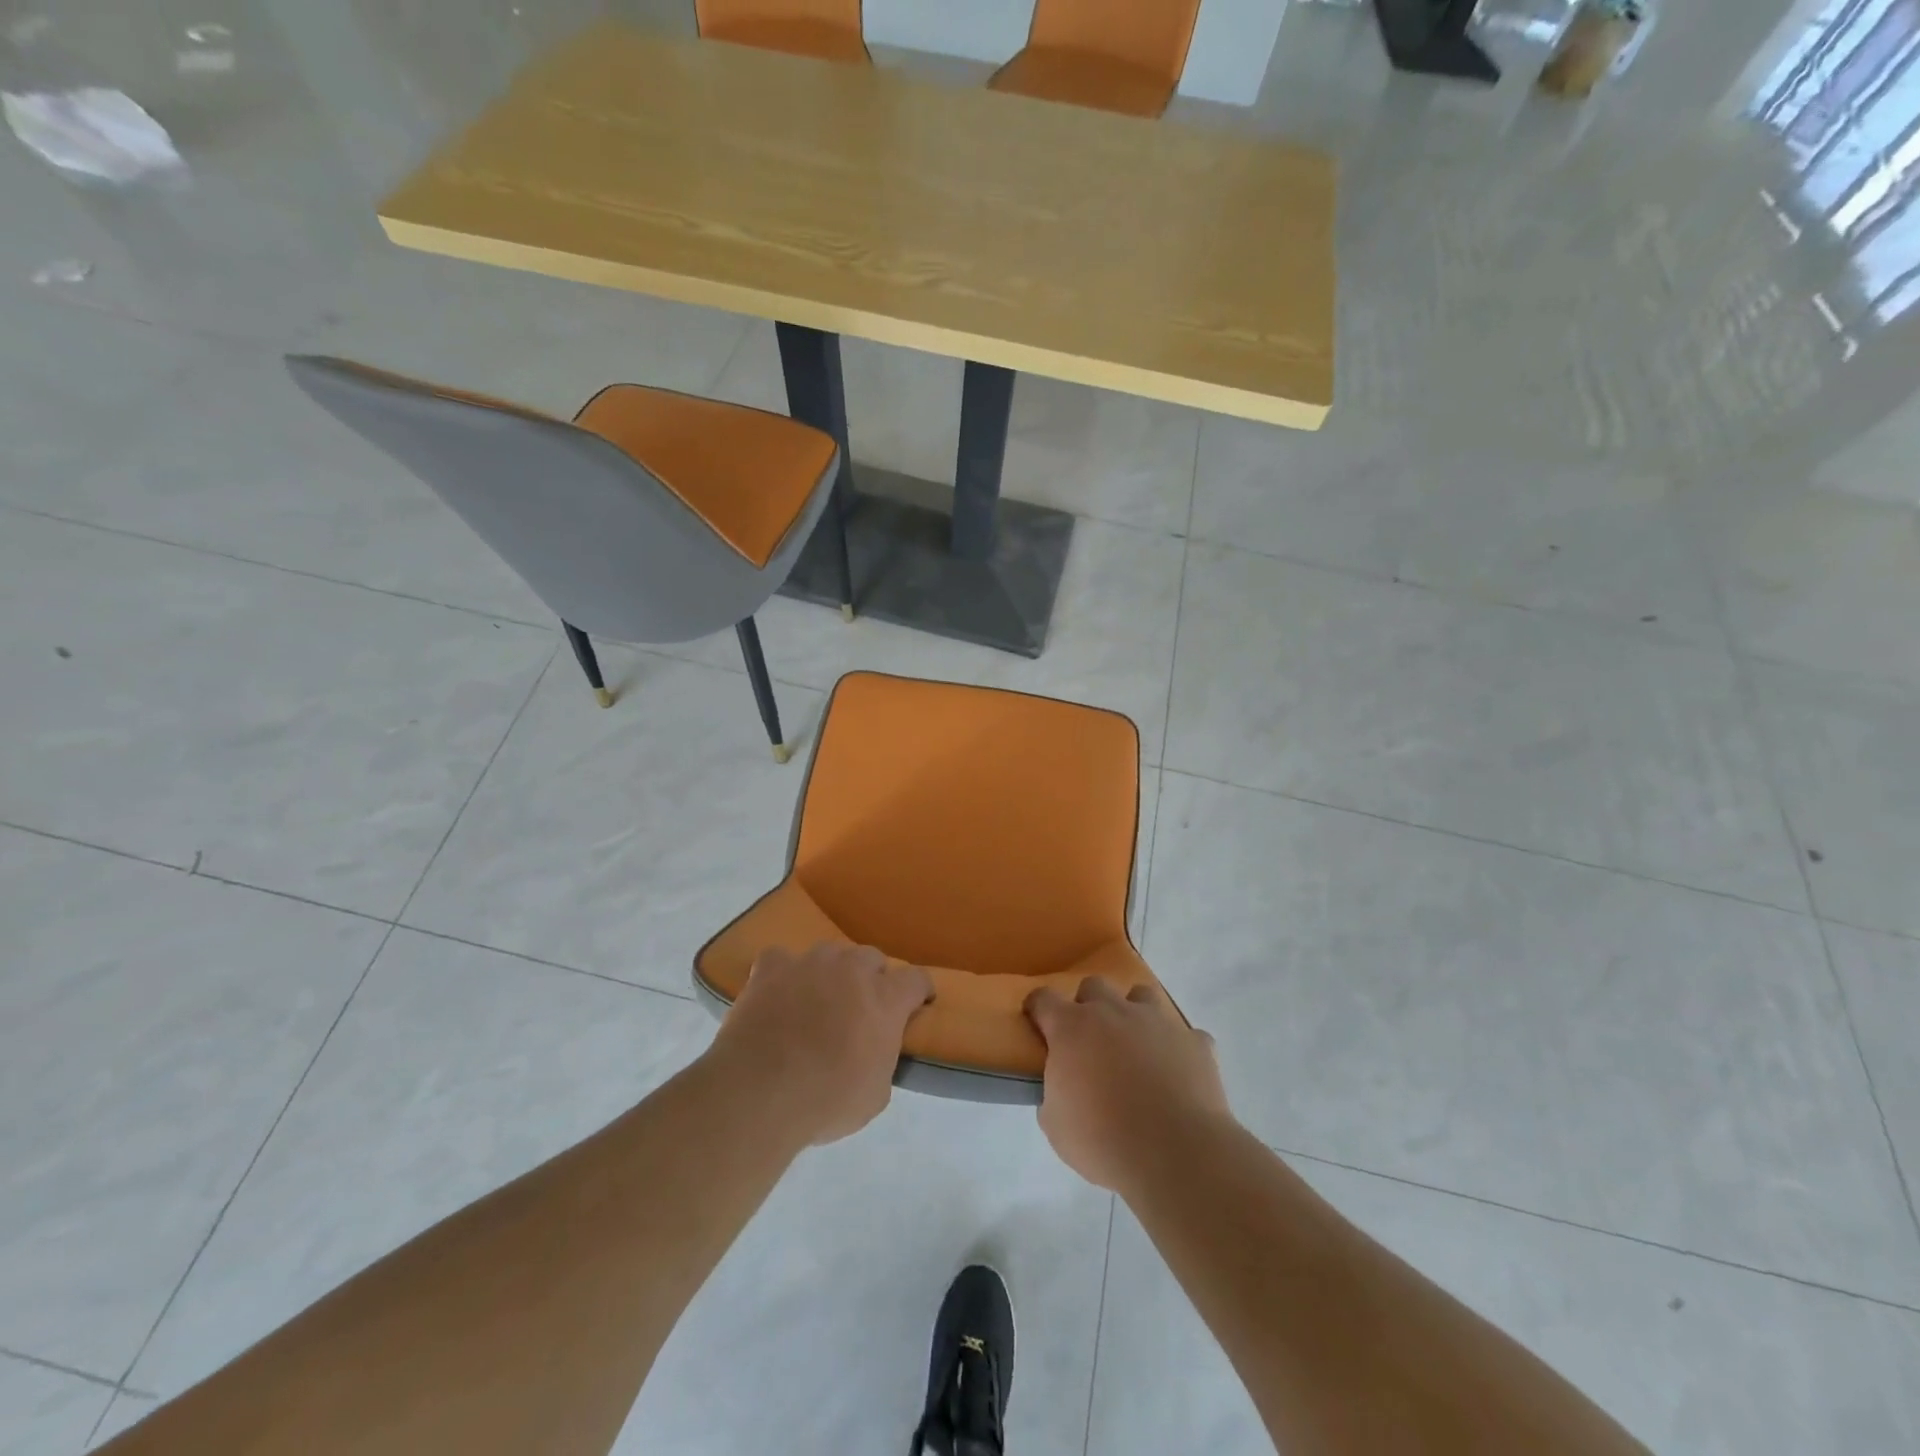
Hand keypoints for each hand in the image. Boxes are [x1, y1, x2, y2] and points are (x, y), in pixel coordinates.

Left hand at [710, 942, 932, 1147]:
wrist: (759, 1093)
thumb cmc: (826, 1101)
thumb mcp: (875, 1094)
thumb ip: (883, 1058)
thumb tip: (875, 1049)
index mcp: (885, 999)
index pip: (916, 979)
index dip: (919, 992)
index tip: (917, 1004)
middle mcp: (851, 970)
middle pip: (872, 958)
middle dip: (872, 979)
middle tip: (861, 1009)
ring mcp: (809, 964)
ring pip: (830, 953)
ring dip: (831, 972)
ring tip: (819, 999)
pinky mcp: (771, 968)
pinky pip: (782, 959)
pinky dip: (783, 973)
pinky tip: (778, 992)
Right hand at [1025, 977, 1230, 1194]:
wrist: (1175, 1154)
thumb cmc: (1103, 1140)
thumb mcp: (1056, 1125)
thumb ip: (1053, 1093)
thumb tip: (1062, 1086)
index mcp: (1072, 1028)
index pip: (1044, 999)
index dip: (1038, 1009)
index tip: (1038, 1023)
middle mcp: (1113, 1012)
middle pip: (1094, 986)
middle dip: (1089, 1007)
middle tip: (1091, 1042)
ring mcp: (1157, 1021)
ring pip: (1141, 995)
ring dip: (1134, 1015)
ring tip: (1137, 1048)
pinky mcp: (1195, 1041)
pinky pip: (1185, 1036)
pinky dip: (1178, 1050)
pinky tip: (1178, 1076)